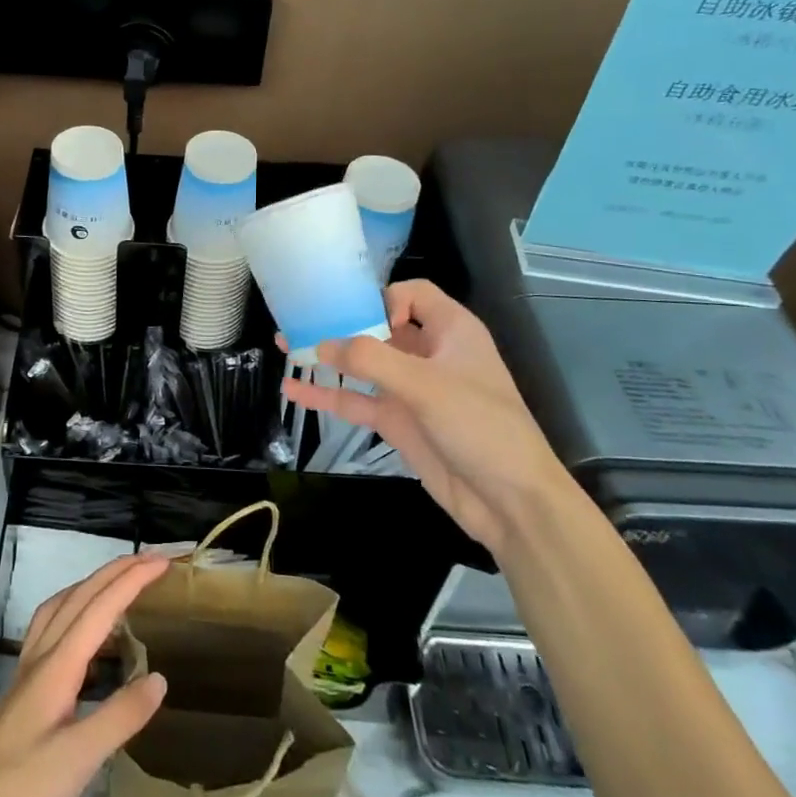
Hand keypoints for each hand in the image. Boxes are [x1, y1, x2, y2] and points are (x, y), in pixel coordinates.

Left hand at [0, 554, 169, 796]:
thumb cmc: (24, 789)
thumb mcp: (80, 758)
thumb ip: (121, 715)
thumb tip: (160, 678)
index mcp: (57, 664)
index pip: (100, 607)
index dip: (131, 580)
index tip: (163, 562)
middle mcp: (41, 656)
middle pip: (79, 596)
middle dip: (115, 571)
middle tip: (151, 560)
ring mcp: (28, 672)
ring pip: (60, 607)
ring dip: (91, 585)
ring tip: (119, 582)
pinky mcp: (23, 691)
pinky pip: (51, 629)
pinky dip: (73, 612)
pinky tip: (85, 636)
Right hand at [281, 280, 568, 554]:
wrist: (511, 503)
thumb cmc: (481, 427)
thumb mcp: (426, 386)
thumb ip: (371, 360)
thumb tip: (320, 344)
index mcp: (451, 331)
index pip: (412, 293)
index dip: (384, 297)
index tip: (363, 320)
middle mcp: (428, 353)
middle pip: (378, 325)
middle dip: (340, 322)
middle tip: (298, 320)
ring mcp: (411, 389)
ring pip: (362, 363)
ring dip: (327, 356)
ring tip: (284, 346)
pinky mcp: (398, 421)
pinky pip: (356, 399)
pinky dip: (327, 393)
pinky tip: (293, 390)